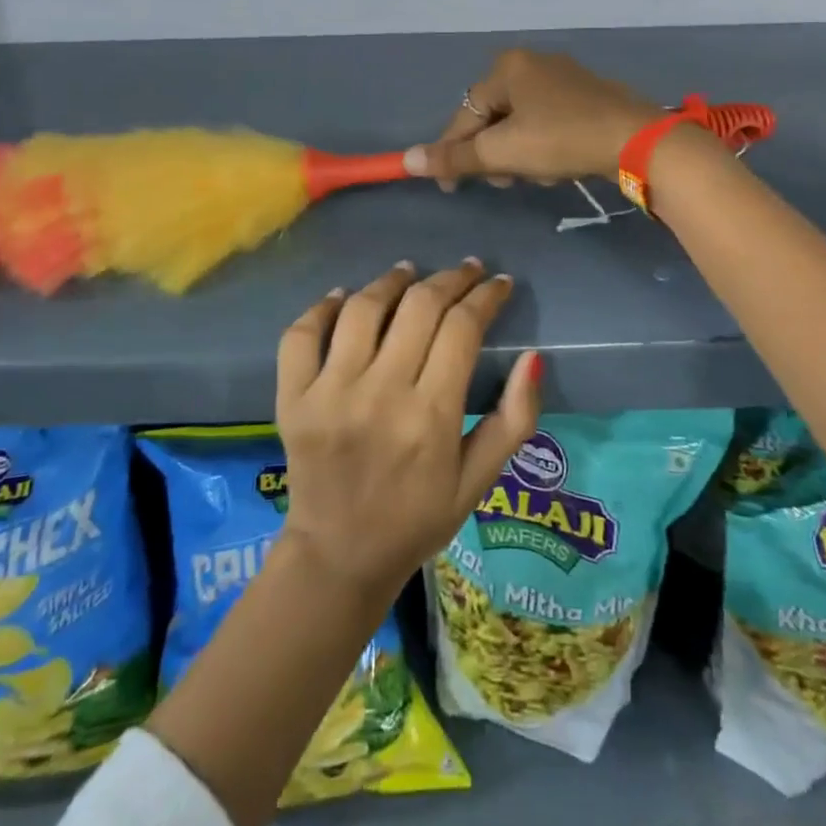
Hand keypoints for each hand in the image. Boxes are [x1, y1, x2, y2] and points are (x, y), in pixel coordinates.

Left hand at [274, 259, 540, 609]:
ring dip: (391, 281)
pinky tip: (344, 298)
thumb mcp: (479, 480)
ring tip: (409, 273)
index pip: (462, 329)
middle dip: (450, 278)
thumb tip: (533, 356)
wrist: (339, 555)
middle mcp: (380, 394)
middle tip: (465, 270)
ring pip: (362, 308)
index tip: (498, 283)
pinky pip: (303, 333)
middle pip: (418, 306)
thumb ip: (514, 420)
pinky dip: (323, 307)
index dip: (485, 296)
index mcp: (431, 417)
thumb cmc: (418, 518)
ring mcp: (329, 393)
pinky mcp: (293, 397)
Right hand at [408, 49, 663, 189]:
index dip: (452, 152)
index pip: (465, 114)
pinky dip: (543, 144)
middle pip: (493, 117)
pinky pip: (547, 120)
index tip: (449, 186)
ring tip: (536, 176)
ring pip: (521, 122)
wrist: (636, 139)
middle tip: (502, 181)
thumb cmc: (561, 139)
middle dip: (493, 154)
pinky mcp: (587, 94)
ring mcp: (563, 76)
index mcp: (507, 67)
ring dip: (518, 153)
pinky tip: (557, 166)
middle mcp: (532, 62)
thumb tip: (408, 160)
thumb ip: (455, 158)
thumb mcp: (502, 152)